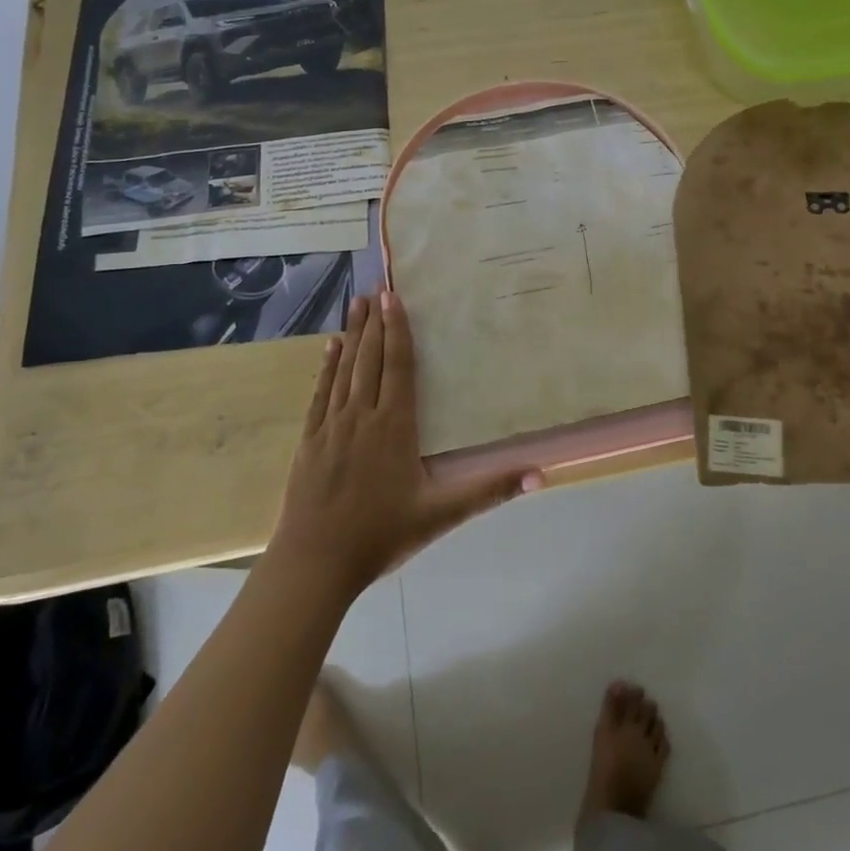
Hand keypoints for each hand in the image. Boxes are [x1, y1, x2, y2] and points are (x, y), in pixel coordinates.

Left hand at [273, 291, 542, 595]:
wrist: (315, 563)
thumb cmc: (381, 535)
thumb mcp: (442, 515)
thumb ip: (490, 491)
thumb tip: (540, 474)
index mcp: (395, 427)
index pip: (400, 368)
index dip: (399, 331)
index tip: (395, 298)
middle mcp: (362, 416)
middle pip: (371, 360)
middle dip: (376, 322)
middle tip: (377, 287)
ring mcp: (331, 426)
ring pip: (344, 370)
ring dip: (352, 334)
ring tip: (356, 302)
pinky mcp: (309, 440)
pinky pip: (320, 394)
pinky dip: (326, 367)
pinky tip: (329, 348)